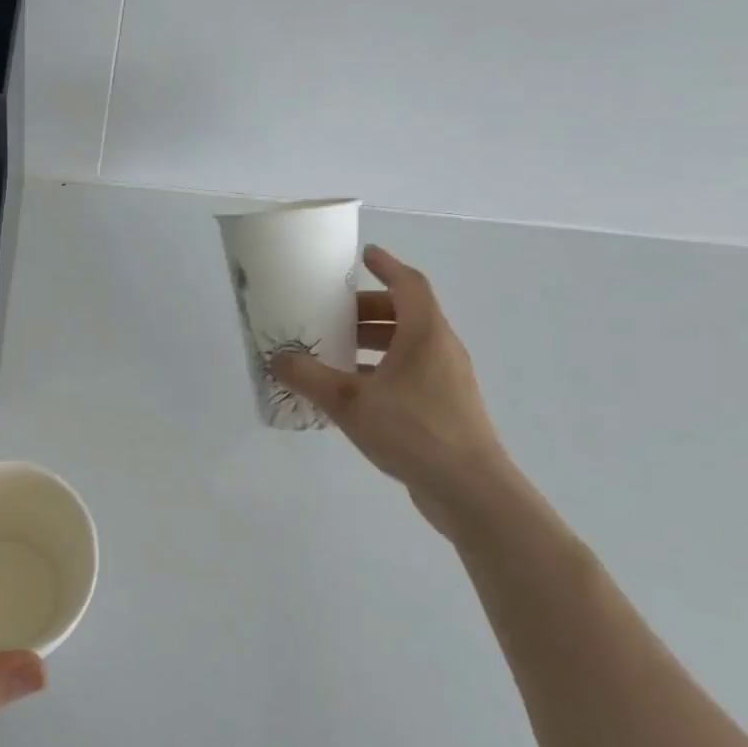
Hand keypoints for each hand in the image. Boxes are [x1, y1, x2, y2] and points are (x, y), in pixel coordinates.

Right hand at [273, 245, 518, 537]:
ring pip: (408, 346)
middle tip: (333, 313)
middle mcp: (441, 350)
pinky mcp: (445, 409)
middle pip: (406, 314)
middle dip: (368, 309)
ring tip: (336, 351)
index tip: (364, 255)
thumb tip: (277, 360)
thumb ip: (310, 378)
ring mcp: (447, 381)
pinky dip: (381, 370)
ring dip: (373, 342)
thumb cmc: (413, 431)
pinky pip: (409, 374)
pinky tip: (353, 391)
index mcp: (426, 335)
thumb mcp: (350, 402)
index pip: (409, 285)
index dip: (387, 266)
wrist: (470, 491)